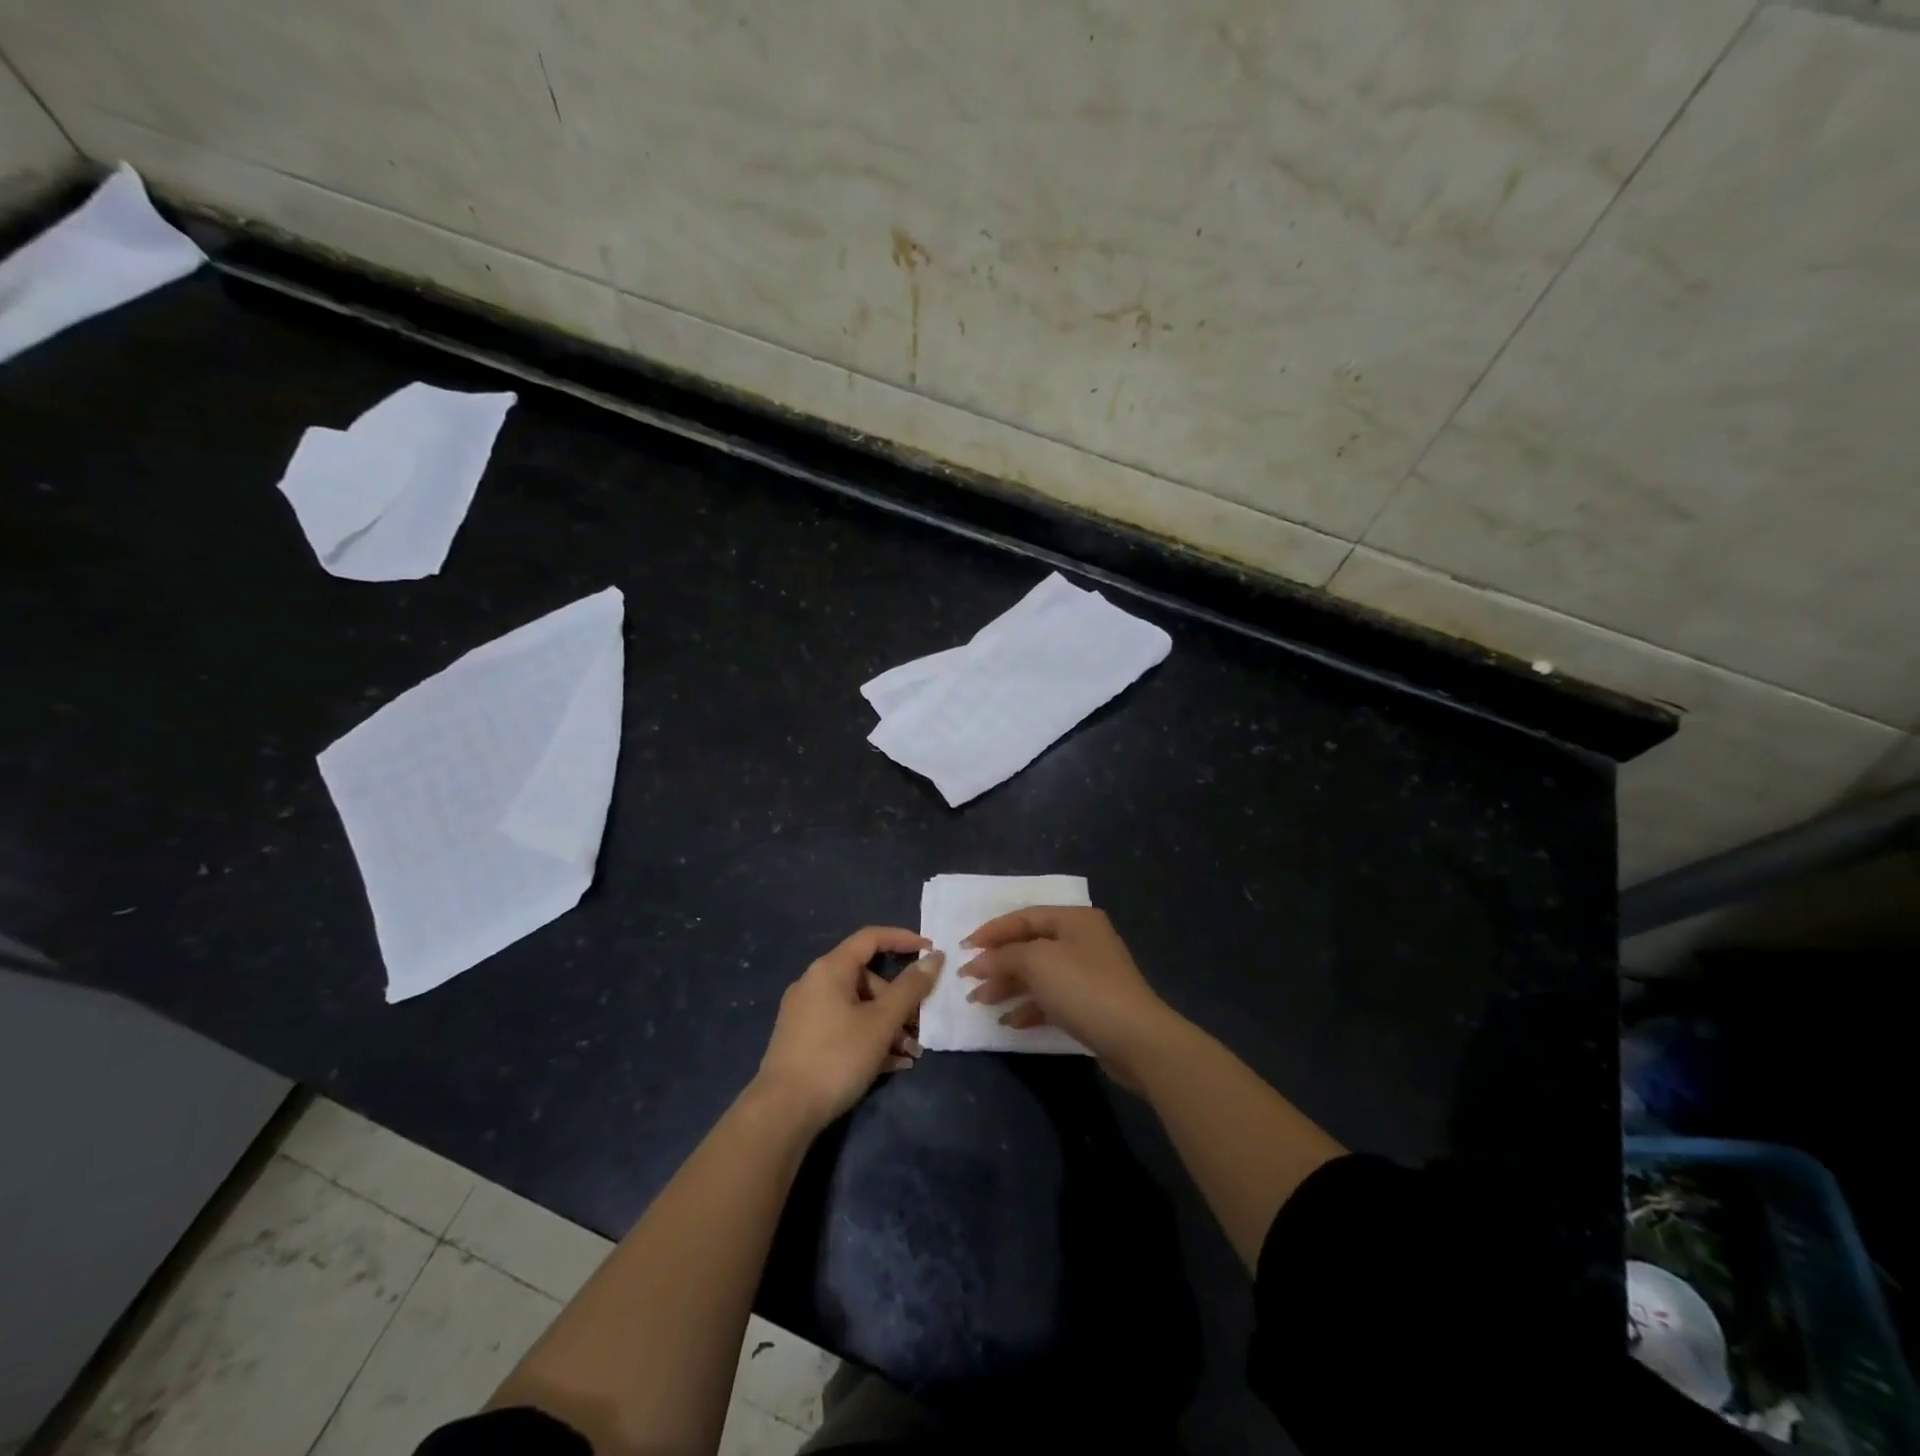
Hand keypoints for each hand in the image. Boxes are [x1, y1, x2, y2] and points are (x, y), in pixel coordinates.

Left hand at [754, 926, 941, 1131]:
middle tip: (920, 1027)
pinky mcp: (803, 1041)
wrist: (782, 1112)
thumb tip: (934, 957)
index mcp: (829, 969)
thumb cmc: (836, 1057)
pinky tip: (892, 1065)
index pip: (871, 938)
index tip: (931, 950)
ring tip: (910, 1054)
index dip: (903, 939)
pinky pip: (844, 1027)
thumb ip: (910, 988)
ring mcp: (806, 1013)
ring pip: (857, 1007)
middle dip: (899, 1001)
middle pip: (867, 978)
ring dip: (888, 1026)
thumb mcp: (881, 1022)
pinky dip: (868, 1038)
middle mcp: (814, 984)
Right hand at [960, 907, 1177, 1088]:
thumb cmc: (1083, 988)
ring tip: (980, 1002)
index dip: (992, 931)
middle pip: (1030, 946)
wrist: (1136, 1039)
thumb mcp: (1037, 962)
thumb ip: (1004, 956)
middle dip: (998, 963)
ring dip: (1008, 987)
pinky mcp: (1091, 1005)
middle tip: (968, 980)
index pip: (1024, 917)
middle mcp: (1082, 941)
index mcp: (1074, 919)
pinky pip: (1051, 1000)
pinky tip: (1009, 1022)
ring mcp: (1088, 974)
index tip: (963, 948)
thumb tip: (978, 961)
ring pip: (1039, 975)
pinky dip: (1029, 1008)